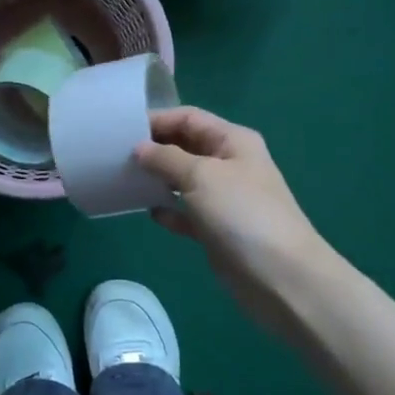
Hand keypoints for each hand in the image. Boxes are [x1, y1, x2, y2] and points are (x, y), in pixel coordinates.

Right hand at [135, 107, 331, 343]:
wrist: (280, 277)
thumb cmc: (241, 214)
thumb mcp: (201, 176)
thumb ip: (166, 158)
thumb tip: (139, 149)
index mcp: (233, 141)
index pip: (189, 118)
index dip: (157, 120)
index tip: (120, 130)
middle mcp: (229, 164)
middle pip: (185, 146)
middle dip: (154, 149)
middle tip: (115, 156)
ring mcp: (224, 199)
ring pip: (183, 180)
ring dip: (157, 179)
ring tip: (124, 180)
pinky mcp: (217, 230)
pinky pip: (186, 213)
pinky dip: (169, 210)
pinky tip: (149, 212)